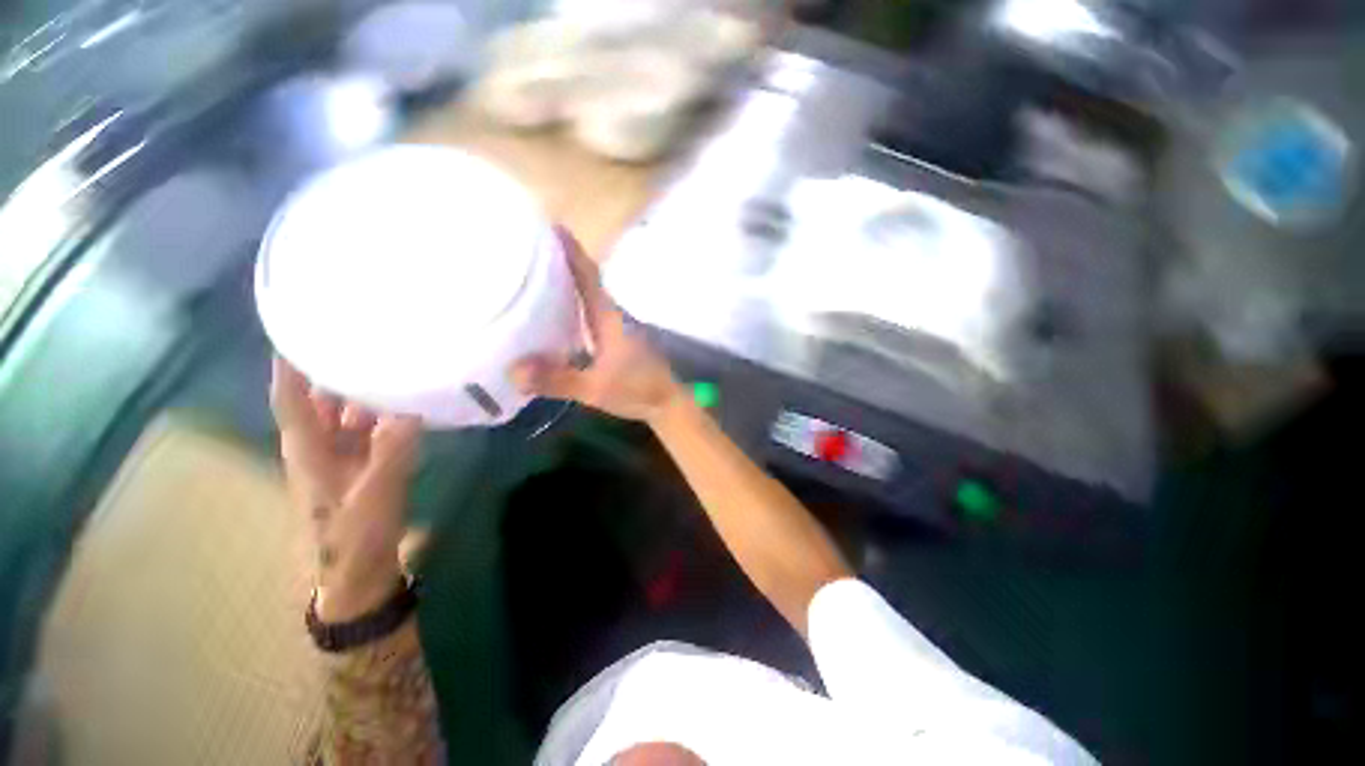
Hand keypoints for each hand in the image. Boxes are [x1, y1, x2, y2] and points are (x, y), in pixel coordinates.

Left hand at [270, 357, 421, 620]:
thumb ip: (393, 448)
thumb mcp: (375, 491)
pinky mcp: (363, 465)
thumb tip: (411, 408)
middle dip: (336, 368)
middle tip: (364, 337)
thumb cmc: (353, 535)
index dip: (291, 362)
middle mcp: (320, 445)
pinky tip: (410, 403)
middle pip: (321, 398)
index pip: (291, 396)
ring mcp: (343, 456)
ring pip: (349, 413)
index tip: (299, 326)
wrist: (357, 573)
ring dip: (366, 391)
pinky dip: (386, 415)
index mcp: (308, 448)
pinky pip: (372, 430)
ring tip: (393, 362)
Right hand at [510, 229, 681, 423]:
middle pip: (586, 280)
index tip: (550, 226)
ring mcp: (617, 326)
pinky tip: (554, 314)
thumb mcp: (594, 388)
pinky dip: (573, 305)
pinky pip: (591, 313)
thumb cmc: (636, 390)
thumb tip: (513, 370)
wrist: (666, 401)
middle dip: (561, 262)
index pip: (588, 276)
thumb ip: (557, 380)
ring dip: (567, 283)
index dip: (571, 250)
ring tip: (533, 274)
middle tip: (528, 248)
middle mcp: (612, 315)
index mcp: (608, 317)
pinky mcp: (617, 338)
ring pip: (589, 296)